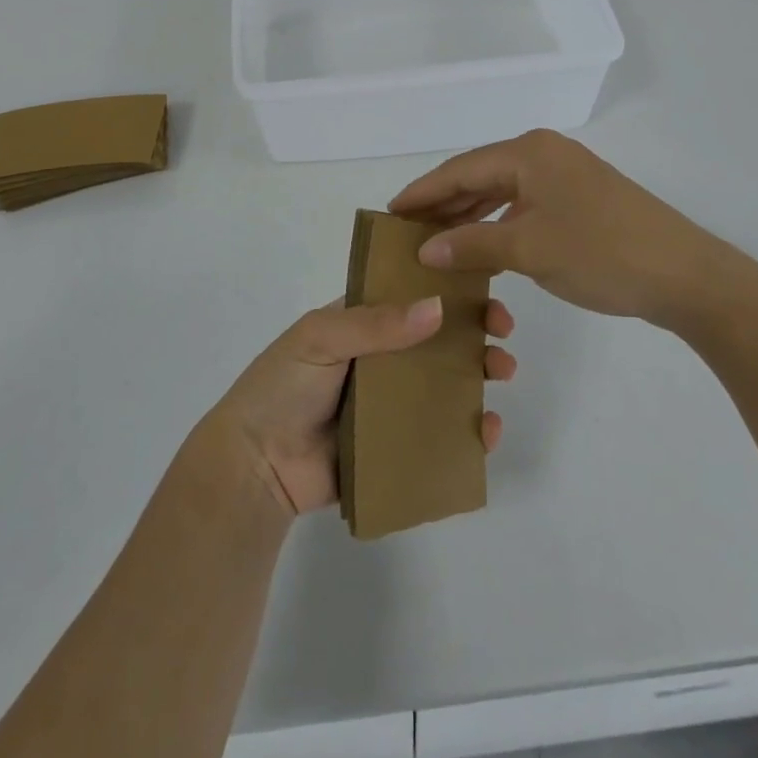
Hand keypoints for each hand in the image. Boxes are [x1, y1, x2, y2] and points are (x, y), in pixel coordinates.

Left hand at [203, 296, 516, 518]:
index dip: (448, 292)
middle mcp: (379, 360)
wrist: (254, 465)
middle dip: (474, 334)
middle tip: (502, 337)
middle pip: (436, 341)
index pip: (411, 298)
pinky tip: (487, 431)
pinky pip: (437, 436)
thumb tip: (437, 308)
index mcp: (360, 324)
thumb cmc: (282, 387)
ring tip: (502, 376)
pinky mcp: (394, 447)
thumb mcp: (321, 339)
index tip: (484, 292)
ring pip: (444, 386)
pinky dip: (467, 432)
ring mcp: (389, 405)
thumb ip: (376, 324)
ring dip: (479, 378)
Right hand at [390, 130, 757, 330]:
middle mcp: (545, 154)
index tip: (389, 213)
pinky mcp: (582, 199)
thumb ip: (472, 244)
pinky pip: (525, 205)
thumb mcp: (529, 249)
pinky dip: (499, 223)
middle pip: (480, 175)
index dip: (422, 192)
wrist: (686, 276)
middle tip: (407, 230)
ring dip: (470, 215)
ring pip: (503, 191)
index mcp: (529, 152)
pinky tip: (483, 244)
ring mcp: (567, 175)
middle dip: (444, 204)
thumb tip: (426, 248)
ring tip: (436, 239)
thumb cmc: (602, 254)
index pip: (460, 169)